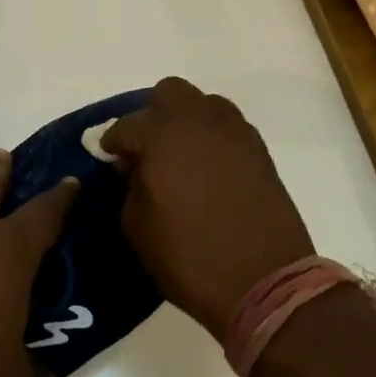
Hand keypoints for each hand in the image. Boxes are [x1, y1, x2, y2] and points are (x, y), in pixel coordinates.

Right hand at [103, 77, 314, 340]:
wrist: (265, 282)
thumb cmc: (189, 257)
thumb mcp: (137, 227)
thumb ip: (130, 186)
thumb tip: (136, 168)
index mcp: (162, 135)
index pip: (126, 125)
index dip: (113, 143)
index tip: (110, 159)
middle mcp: (198, 120)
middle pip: (169, 93)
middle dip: (152, 115)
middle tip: (147, 148)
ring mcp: (234, 132)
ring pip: (203, 104)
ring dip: (186, 121)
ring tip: (181, 155)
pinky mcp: (258, 150)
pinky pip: (228, 127)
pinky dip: (212, 138)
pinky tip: (208, 168)